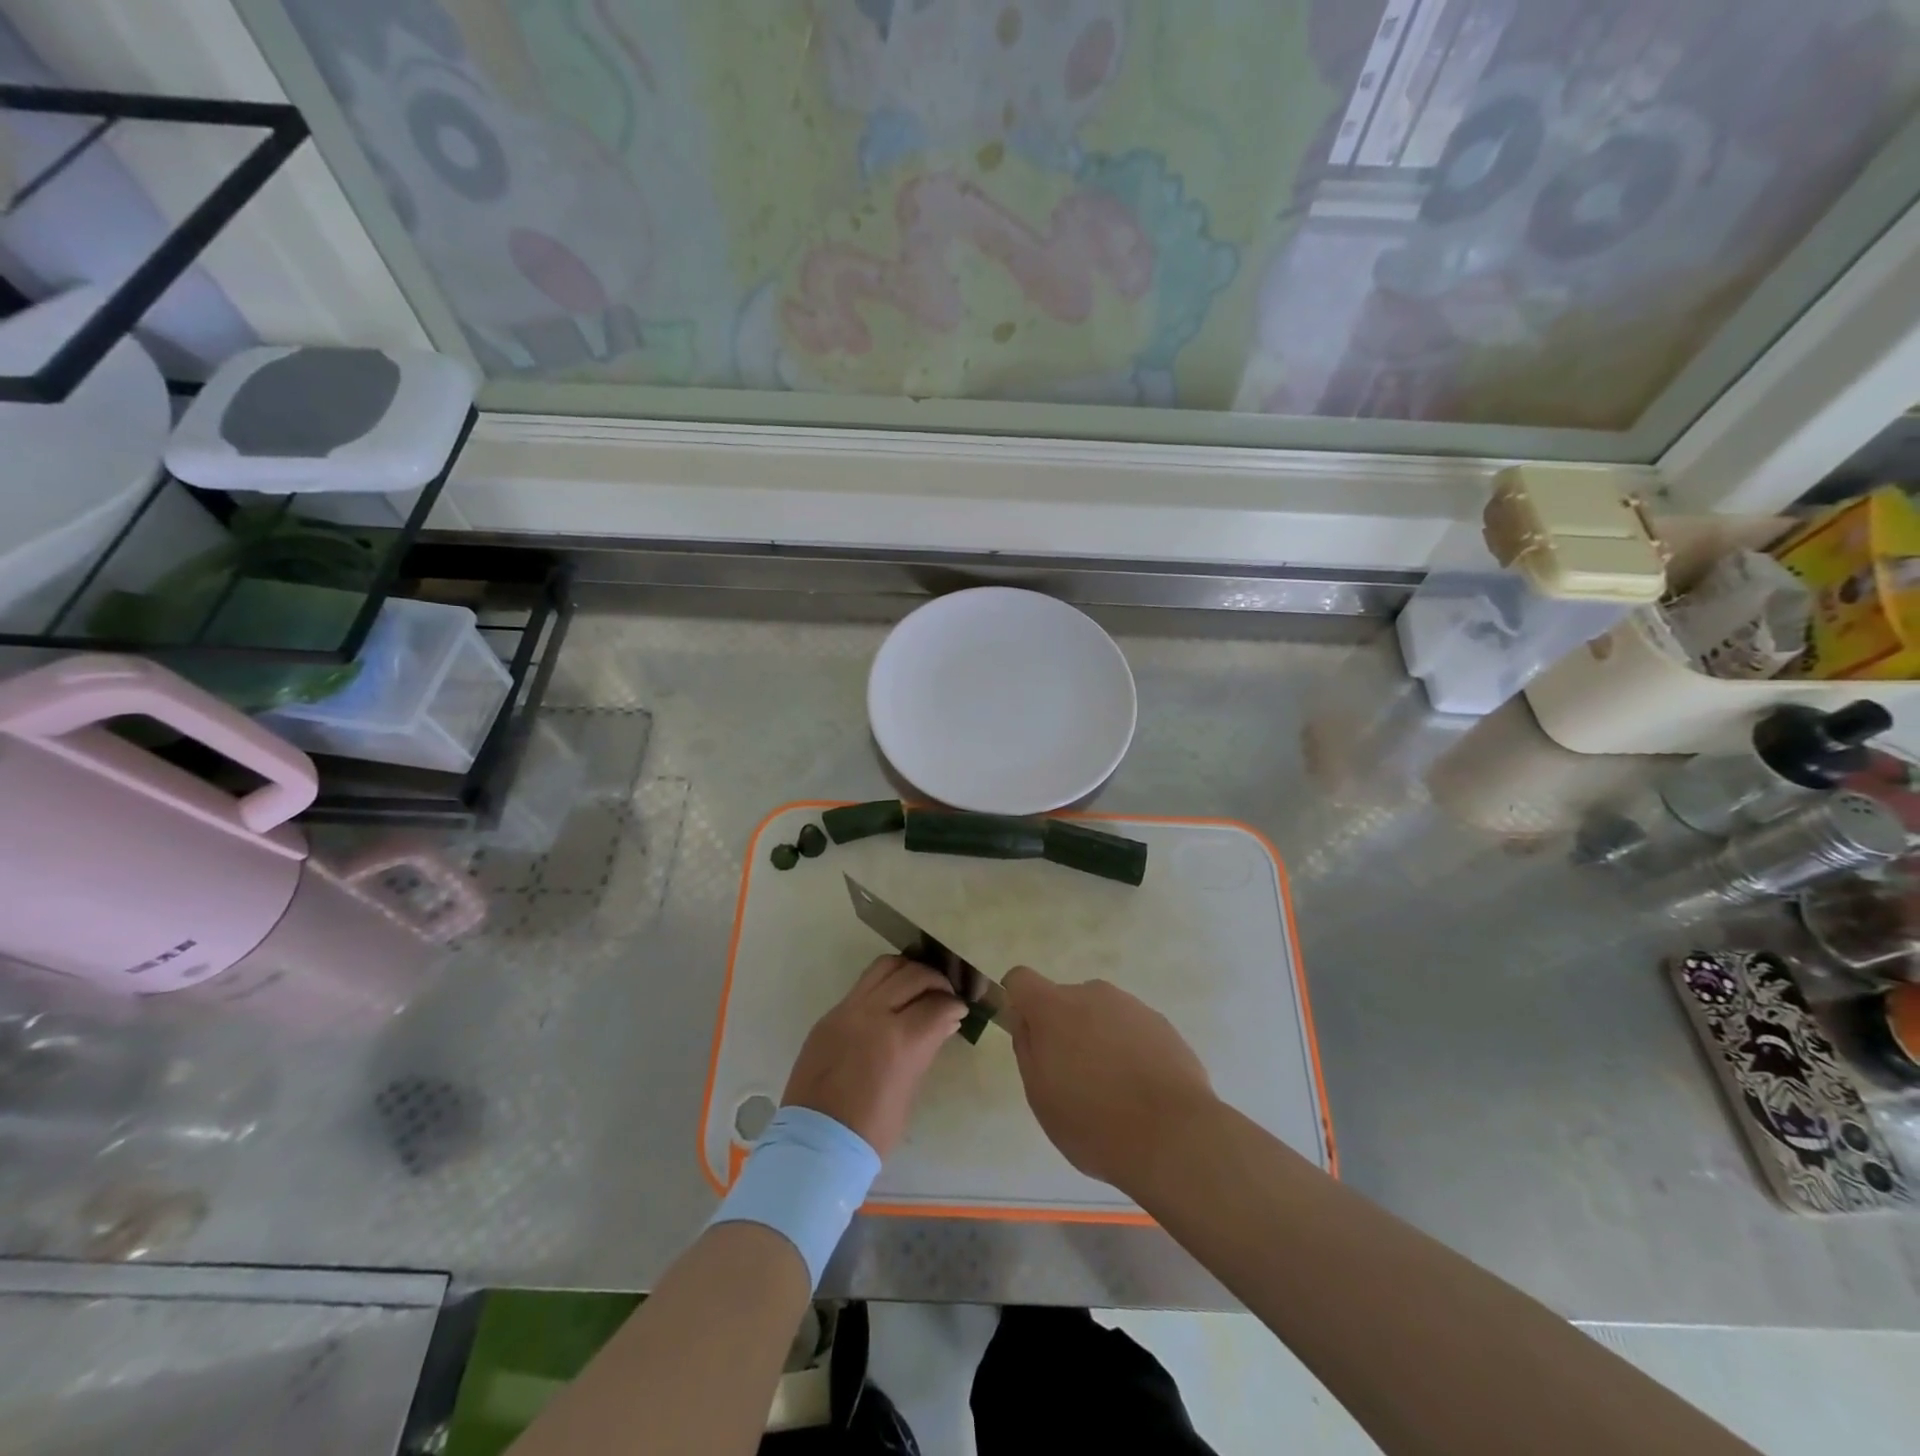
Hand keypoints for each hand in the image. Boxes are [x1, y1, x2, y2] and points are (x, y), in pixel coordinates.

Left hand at [783, 955, 964, 1155]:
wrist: (816, 1143)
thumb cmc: (871, 1129)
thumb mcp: (909, 1089)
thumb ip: (926, 1049)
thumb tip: (945, 1022)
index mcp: (899, 1040)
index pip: (937, 1004)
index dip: (954, 1004)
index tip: (960, 1009)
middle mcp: (873, 1014)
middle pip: (913, 976)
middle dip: (936, 981)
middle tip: (945, 994)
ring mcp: (847, 1010)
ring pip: (884, 967)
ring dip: (908, 971)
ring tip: (918, 986)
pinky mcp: (830, 1014)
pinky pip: (862, 985)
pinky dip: (883, 984)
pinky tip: (891, 1000)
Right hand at [1001, 966, 1216, 1188]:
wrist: (1174, 1137)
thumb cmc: (1093, 1122)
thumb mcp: (1040, 1095)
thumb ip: (1027, 1049)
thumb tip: (1027, 1022)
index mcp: (1055, 1007)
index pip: (1020, 979)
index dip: (1017, 1002)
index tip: (1028, 1035)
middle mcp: (1093, 994)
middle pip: (1065, 1001)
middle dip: (1063, 1030)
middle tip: (1073, 1079)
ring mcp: (1132, 1006)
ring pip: (1101, 1015)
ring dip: (1098, 1040)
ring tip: (1113, 1092)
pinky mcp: (1163, 1024)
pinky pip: (1132, 1030)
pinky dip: (1129, 1051)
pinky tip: (1141, 1092)